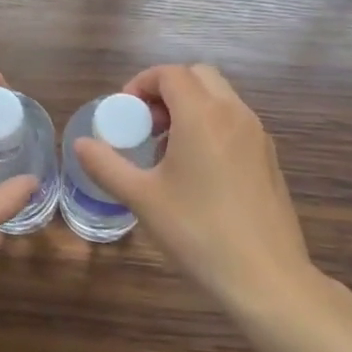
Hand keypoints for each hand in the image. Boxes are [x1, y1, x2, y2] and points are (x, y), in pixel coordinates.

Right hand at [74, 64, 330, 317]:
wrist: (266, 277)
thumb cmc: (198, 232)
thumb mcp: (142, 199)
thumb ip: (107, 165)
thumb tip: (81, 144)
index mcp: (202, 115)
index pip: (170, 74)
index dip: (141, 84)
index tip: (123, 113)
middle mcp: (234, 114)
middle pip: (199, 76)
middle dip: (166, 91)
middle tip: (145, 125)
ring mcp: (258, 135)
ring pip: (220, 98)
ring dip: (190, 108)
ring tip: (166, 151)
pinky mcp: (269, 158)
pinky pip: (235, 123)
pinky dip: (211, 127)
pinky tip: (197, 173)